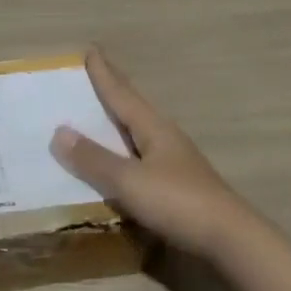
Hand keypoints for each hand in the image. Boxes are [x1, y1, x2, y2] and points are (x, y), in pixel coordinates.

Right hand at [51, 47, 256, 261]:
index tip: (92, 50)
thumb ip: (94, 159)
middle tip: (99, 69)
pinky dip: (128, 147)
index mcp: (153, 128)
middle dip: (116, 88)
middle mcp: (165, 137)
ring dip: (122, 117)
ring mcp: (176, 161)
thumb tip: (58, 132)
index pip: (122, 94)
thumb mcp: (129, 181)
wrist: (231, 240)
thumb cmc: (178, 202)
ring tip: (106, 110)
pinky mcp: (180, 185)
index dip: (104, 74)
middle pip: (135, 106)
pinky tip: (125, 158)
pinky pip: (145, 154)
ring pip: (142, 129)